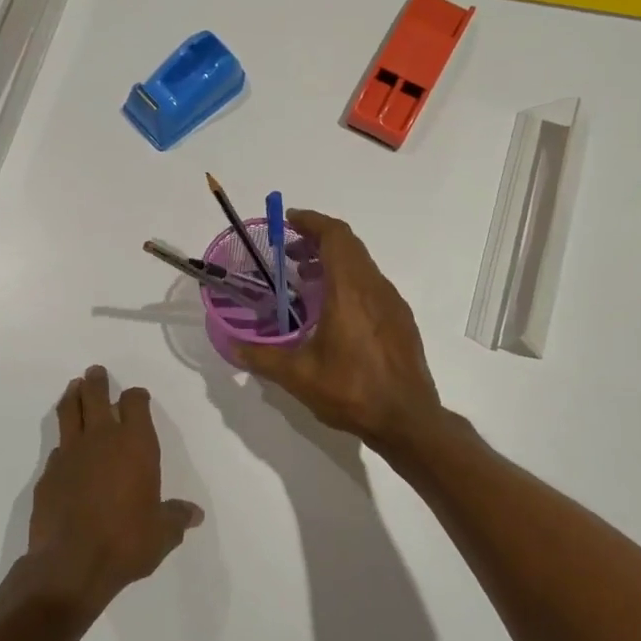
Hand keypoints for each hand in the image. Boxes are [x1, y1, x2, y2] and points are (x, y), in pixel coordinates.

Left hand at [26, 366, 202, 613]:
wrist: (71, 564)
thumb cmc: (126, 542)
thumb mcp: (162, 534)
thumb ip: (176, 518)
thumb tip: (193, 514)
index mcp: (135, 445)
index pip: (135, 404)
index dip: (136, 397)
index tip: (137, 397)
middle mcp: (102, 439)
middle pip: (95, 396)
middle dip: (97, 382)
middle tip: (95, 372)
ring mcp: (70, 453)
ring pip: (69, 411)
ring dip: (72, 396)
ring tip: (74, 387)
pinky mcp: (48, 473)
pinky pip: (57, 446)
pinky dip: (63, 441)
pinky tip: (65, 449)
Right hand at [234, 210, 441, 448]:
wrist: (408, 420)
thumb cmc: (352, 392)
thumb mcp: (298, 376)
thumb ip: (261, 357)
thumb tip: (232, 346)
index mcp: (350, 291)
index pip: (335, 236)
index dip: (311, 221)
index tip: (287, 221)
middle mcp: (375, 288)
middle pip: (349, 246)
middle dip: (317, 240)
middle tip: (288, 253)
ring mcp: (392, 304)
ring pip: (362, 265)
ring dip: (333, 262)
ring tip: (304, 280)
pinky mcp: (401, 320)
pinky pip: (372, 285)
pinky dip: (348, 282)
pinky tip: (332, 312)